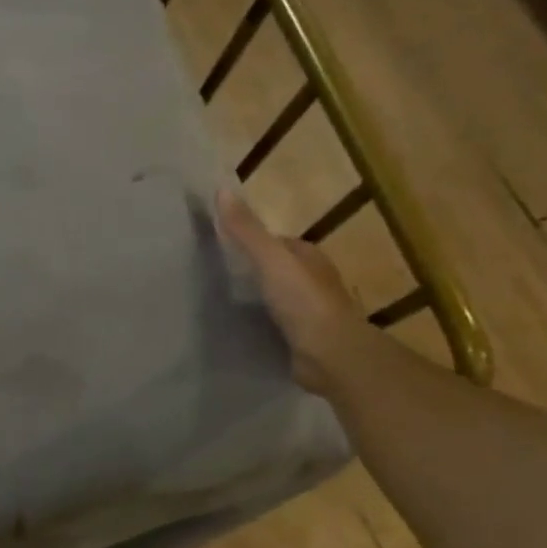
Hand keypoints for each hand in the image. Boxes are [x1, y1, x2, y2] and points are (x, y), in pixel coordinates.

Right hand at [216, 190, 372, 394]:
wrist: (332, 356)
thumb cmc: (304, 302)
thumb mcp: (270, 260)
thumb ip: (246, 230)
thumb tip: (220, 191)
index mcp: (310, 258)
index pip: (277, 242)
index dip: (251, 241)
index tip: (219, 247)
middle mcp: (313, 282)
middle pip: (276, 269)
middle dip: (251, 270)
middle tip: (214, 275)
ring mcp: (309, 312)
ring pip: (275, 297)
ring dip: (254, 298)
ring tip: (219, 301)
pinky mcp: (303, 340)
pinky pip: (275, 324)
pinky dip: (259, 324)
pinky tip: (238, 328)